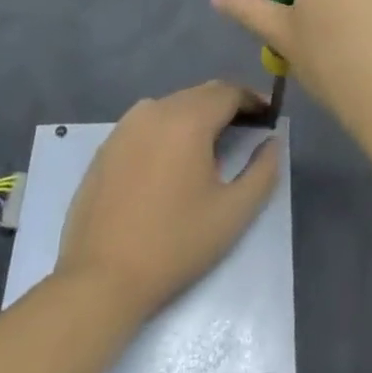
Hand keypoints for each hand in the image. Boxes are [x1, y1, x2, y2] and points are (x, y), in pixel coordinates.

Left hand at [54, 81, 280, 319]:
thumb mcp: (233, 212)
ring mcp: (126, 126)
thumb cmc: (174, 244)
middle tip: (247, 129)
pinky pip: (148, 122)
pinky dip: (169, 129)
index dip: (253, 100)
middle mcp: (156, 109)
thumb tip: (272, 142)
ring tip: (211, 145)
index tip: (269, 117)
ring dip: (197, 115)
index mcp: (188, 119)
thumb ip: (263, 171)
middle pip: (201, 94)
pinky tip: (173, 160)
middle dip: (227, 105)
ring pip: (174, 105)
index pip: (229, 92)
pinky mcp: (107, 146)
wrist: (99, 280)